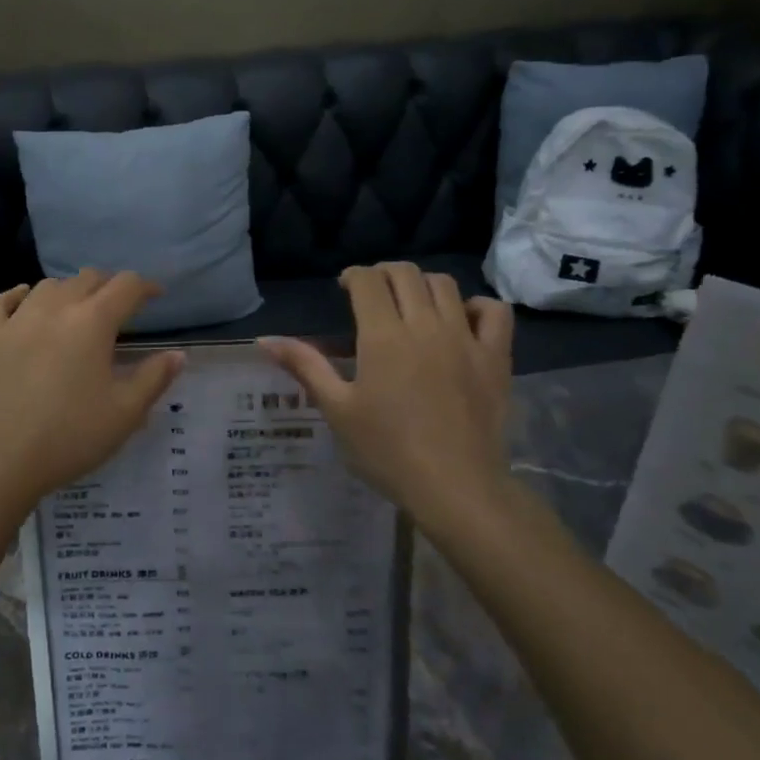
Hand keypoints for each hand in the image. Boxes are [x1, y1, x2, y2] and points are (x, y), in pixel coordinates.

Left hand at [0, 270, 183, 518]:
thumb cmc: (68, 438)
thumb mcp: (124, 414)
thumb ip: (154, 378)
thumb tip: (177, 354)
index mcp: (93, 322)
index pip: (126, 286)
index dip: (146, 286)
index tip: (155, 296)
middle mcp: (55, 308)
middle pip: (87, 278)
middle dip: (108, 286)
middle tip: (117, 307)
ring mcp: (14, 319)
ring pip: (47, 286)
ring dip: (68, 291)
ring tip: (74, 310)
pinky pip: (2, 300)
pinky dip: (20, 295)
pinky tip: (24, 302)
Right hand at [260, 262, 514, 526]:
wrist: (455, 486)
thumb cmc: (387, 451)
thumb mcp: (338, 410)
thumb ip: (305, 366)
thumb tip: (264, 340)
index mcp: (383, 336)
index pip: (368, 281)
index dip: (354, 276)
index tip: (345, 289)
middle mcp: (425, 324)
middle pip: (405, 274)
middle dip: (384, 274)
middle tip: (373, 294)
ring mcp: (465, 338)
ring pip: (445, 284)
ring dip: (423, 284)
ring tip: (412, 304)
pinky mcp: (495, 357)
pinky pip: (494, 311)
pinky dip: (477, 306)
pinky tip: (462, 320)